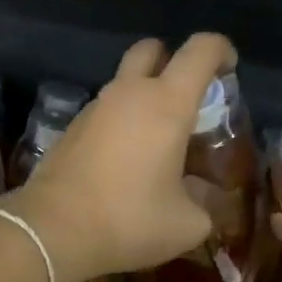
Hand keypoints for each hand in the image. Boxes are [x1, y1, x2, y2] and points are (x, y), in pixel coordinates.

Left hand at [5, 34, 234, 281]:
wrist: (52, 232)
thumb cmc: (129, 220)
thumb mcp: (186, 224)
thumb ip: (204, 203)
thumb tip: (202, 197)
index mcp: (166, 103)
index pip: (200, 50)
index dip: (221, 50)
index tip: (229, 70)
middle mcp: (128, 93)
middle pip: (150, 49)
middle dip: (171, 60)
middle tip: (185, 96)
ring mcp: (93, 109)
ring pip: (123, 84)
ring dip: (143, 98)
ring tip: (157, 142)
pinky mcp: (69, 130)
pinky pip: (104, 113)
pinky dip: (120, 124)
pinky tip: (125, 163)